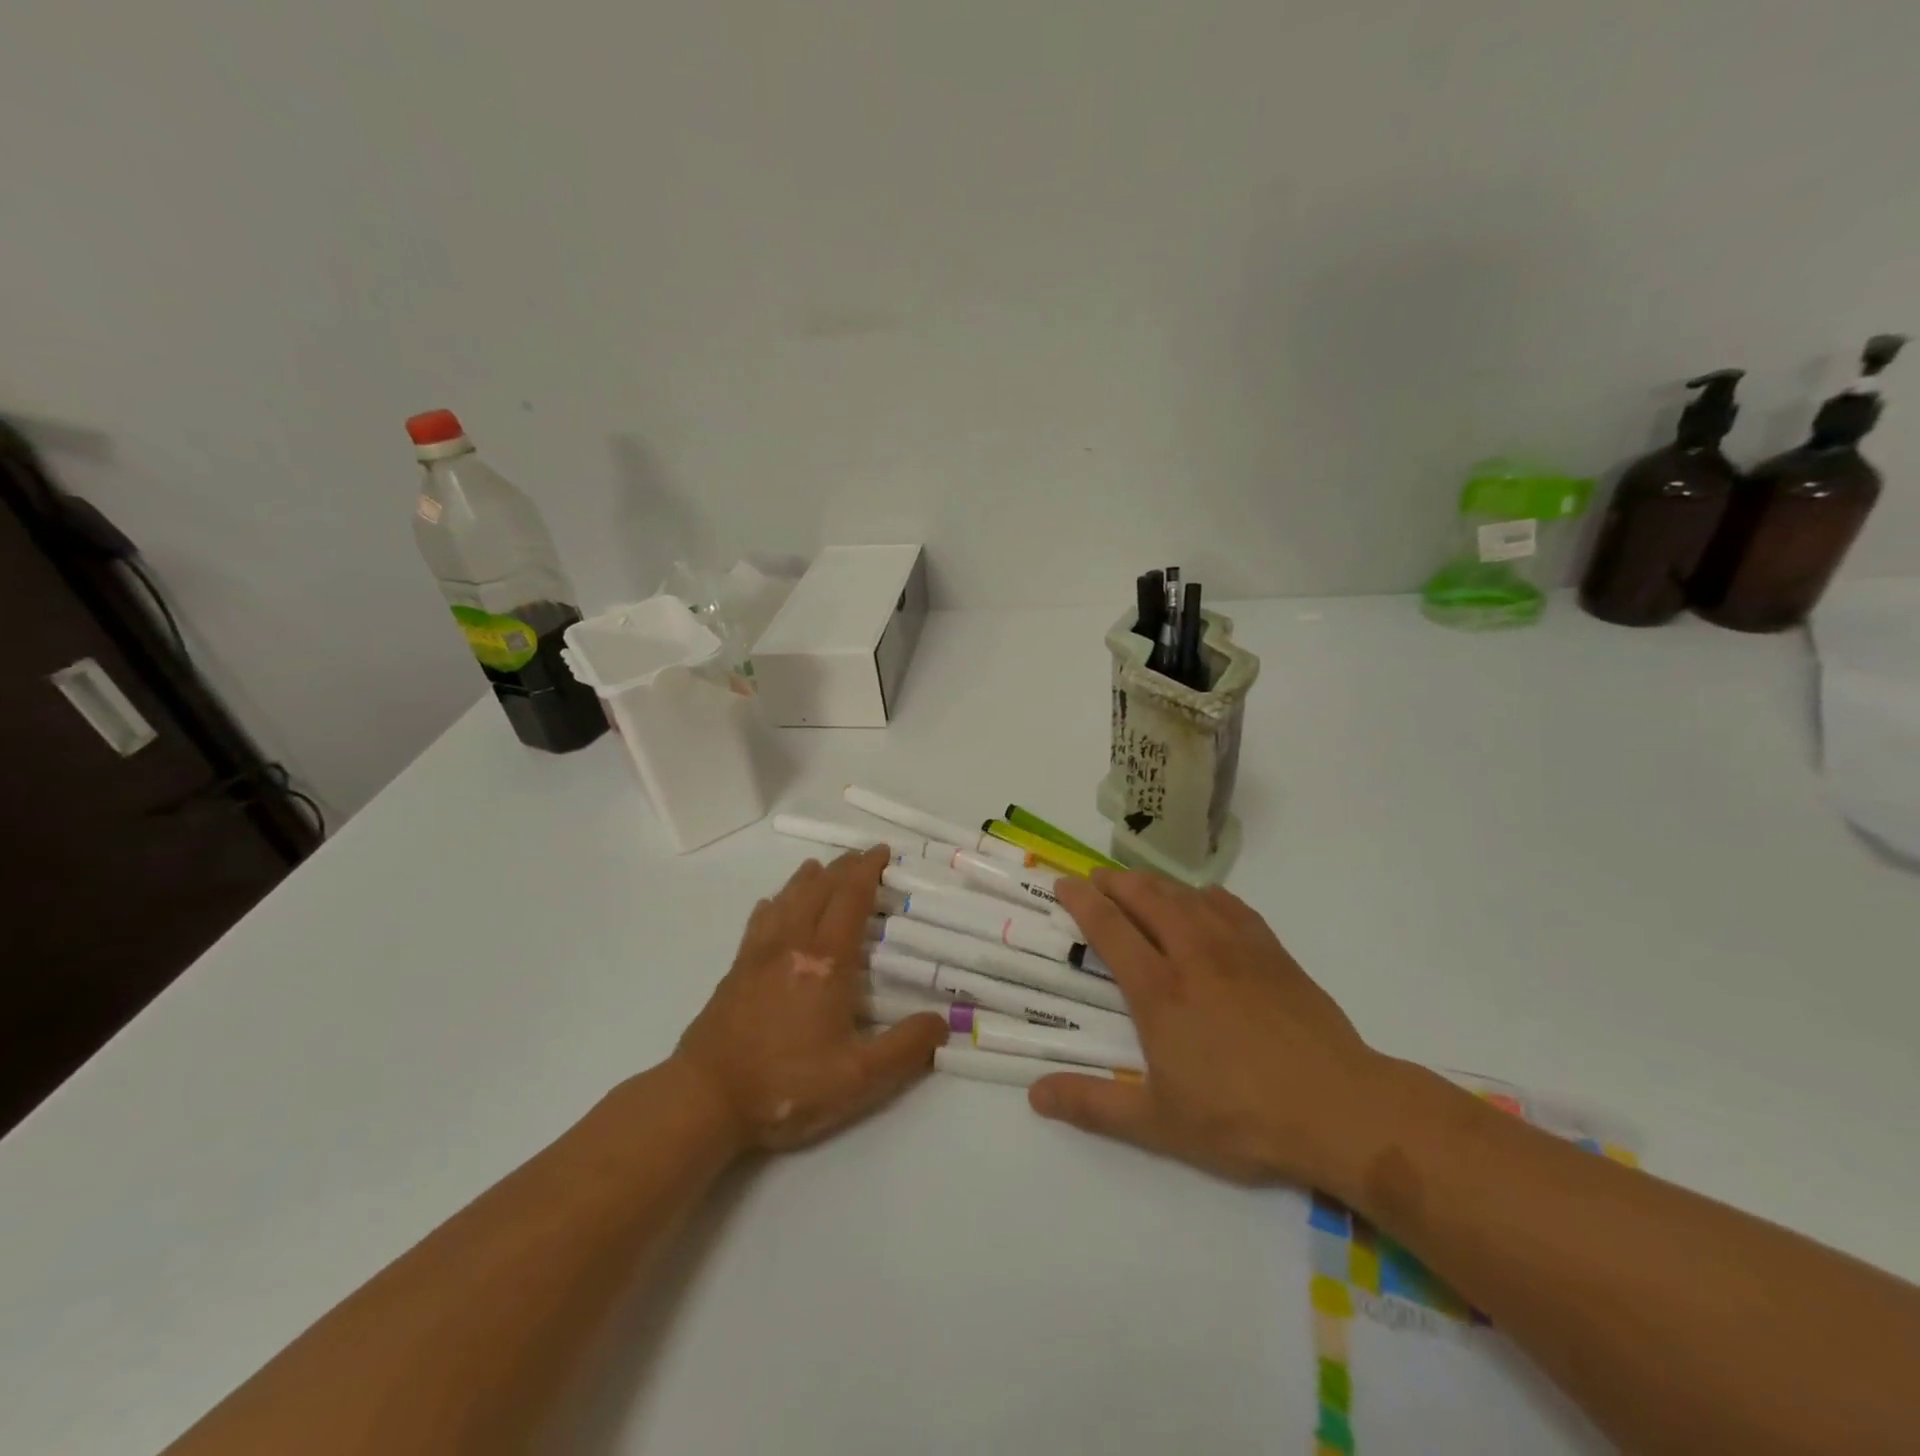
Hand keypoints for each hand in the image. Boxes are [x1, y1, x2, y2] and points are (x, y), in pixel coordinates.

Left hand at [674, 847, 947, 1152]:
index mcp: (826, 962)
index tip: (882, 852)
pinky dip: (773, 905)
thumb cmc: (786, 1086)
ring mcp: (759, 955)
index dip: (868, 871)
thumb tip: (942, 1022)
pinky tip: (772, 905)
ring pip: (786, 900)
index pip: (851, 899)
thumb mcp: (858, 1078)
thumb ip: (905, 1048)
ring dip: (807, 879)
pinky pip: (758, 923)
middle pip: (819, 890)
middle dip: (843, 868)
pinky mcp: (735, 971)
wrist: (705, 1098)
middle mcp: (792, 945)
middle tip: (861, 856)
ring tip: (820, 868)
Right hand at [1028, 870, 1393, 1189]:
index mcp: (1159, 990)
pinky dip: (1204, 894)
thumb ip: (1093, 1105)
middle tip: (1094, 878)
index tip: (1063, 884)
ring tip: (1137, 883)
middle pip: (1145, 897)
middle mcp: (1192, 954)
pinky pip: (1230, 904)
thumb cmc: (1242, 1117)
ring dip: (1154, 882)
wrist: (1339, 1108)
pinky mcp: (1272, 951)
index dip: (1082, 901)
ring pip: (1185, 894)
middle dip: (1114, 882)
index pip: (1109, 927)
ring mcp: (1236, 947)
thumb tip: (1034, 1094)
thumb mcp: (1159, 1123)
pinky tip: (1202, 900)